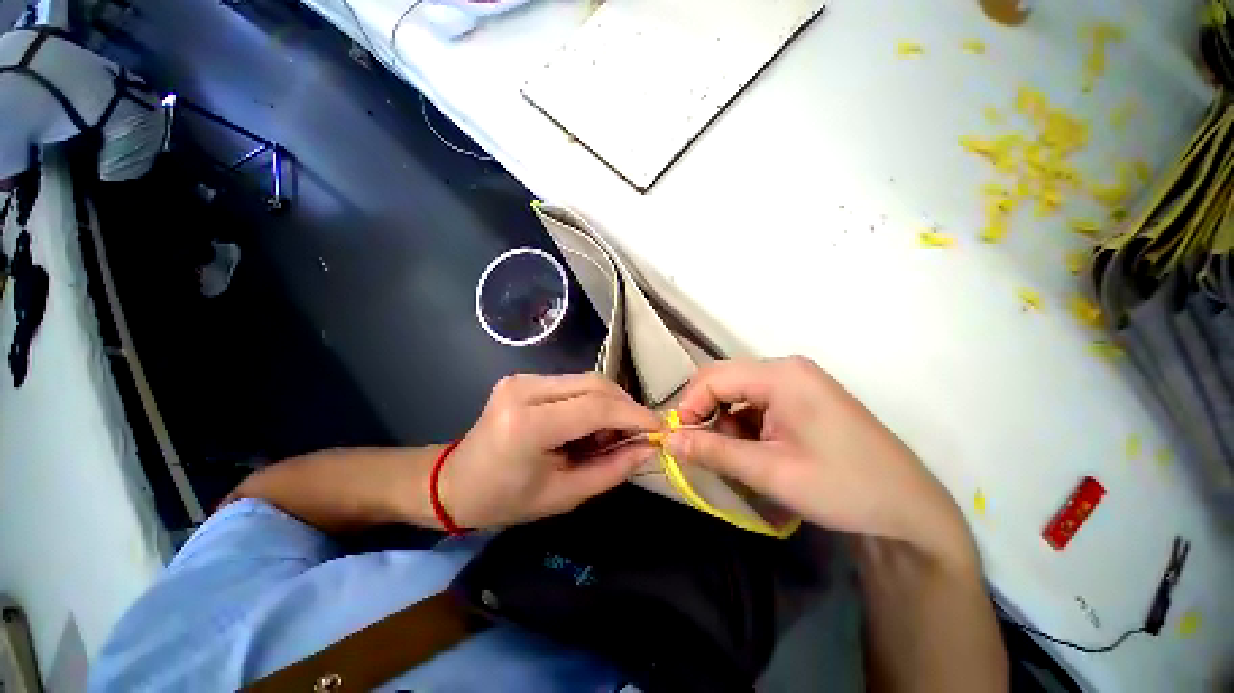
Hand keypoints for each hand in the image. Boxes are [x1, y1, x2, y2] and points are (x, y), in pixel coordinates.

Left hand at [439, 373, 660, 528]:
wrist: (454, 482)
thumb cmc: (505, 500)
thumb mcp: (563, 495)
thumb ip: (611, 470)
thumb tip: (648, 447)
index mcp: (528, 425)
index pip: (596, 408)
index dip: (634, 415)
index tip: (659, 428)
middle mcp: (524, 390)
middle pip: (595, 384)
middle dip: (625, 406)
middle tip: (638, 433)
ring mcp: (522, 378)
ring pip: (587, 380)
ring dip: (610, 403)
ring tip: (611, 434)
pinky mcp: (524, 377)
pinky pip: (573, 383)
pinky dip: (591, 401)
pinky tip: (590, 424)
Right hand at [667, 357, 974, 567]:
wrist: (909, 511)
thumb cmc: (842, 487)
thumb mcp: (770, 472)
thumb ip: (713, 451)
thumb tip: (668, 440)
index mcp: (781, 375)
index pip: (714, 377)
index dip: (689, 406)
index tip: (678, 439)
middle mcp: (786, 369)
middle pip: (726, 381)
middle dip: (707, 414)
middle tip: (703, 450)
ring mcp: (797, 382)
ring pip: (739, 394)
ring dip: (727, 424)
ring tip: (739, 458)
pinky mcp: (802, 398)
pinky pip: (757, 403)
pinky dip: (745, 426)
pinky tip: (758, 452)